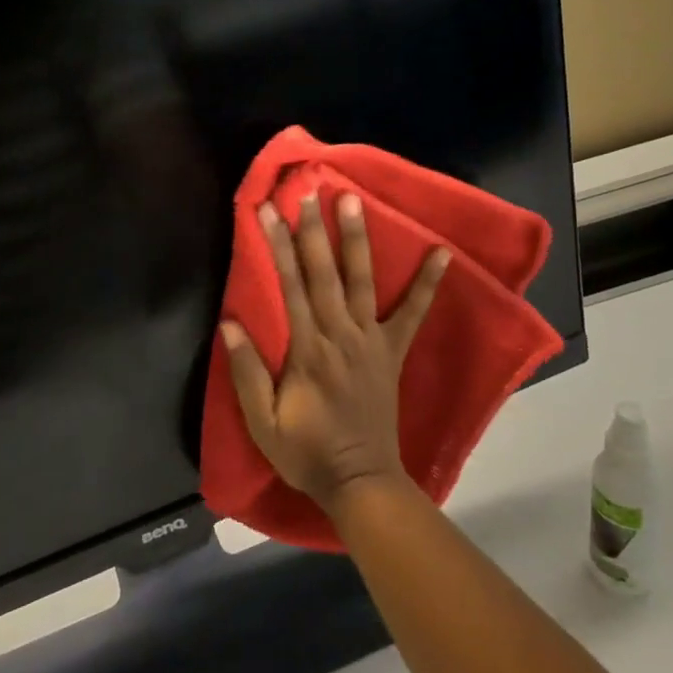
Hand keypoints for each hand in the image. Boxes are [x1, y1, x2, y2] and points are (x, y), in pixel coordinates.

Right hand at [221, 193, 448, 516]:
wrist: (361, 482)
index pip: (289, 286)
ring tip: (354, 201)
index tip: (268, 211)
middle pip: (323, 273)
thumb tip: (230, 322)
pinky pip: (413, 313)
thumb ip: (247, 372)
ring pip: (361, 281)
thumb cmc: (306, 453)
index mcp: (307, 350)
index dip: (277, 246)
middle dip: (314, 229)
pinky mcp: (391, 351)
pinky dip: (428, 283)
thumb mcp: (263, 423)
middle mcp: (340, 335)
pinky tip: (442, 253)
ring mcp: (370, 340)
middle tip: (309, 190)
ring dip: (357, 239)